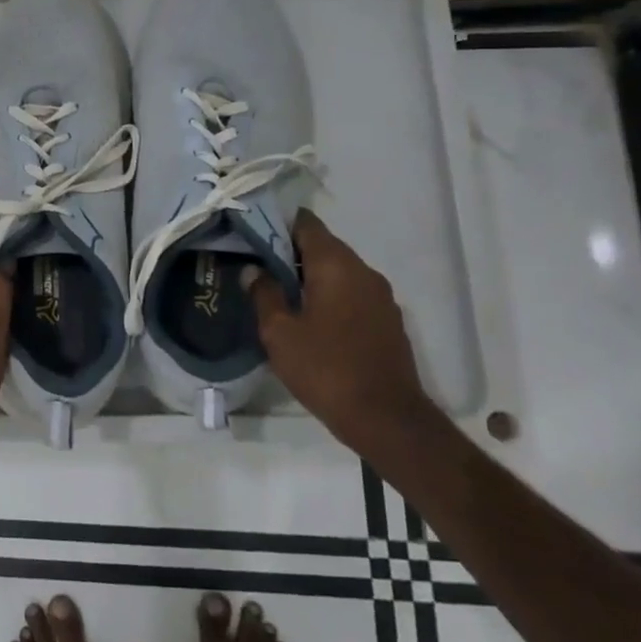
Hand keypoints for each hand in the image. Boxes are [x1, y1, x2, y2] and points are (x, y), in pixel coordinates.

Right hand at [246, 210, 434, 453]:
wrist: (387, 419)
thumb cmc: (325, 368)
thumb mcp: (279, 332)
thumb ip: (264, 294)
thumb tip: (254, 270)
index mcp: (336, 265)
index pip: (306, 224)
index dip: (278, 222)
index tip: (252, 231)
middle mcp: (363, 271)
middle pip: (323, 245)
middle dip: (290, 250)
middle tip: (256, 262)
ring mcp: (381, 296)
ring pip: (338, 270)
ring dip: (310, 274)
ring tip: (278, 290)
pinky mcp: (387, 320)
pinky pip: (352, 292)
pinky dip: (329, 293)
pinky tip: (308, 315)